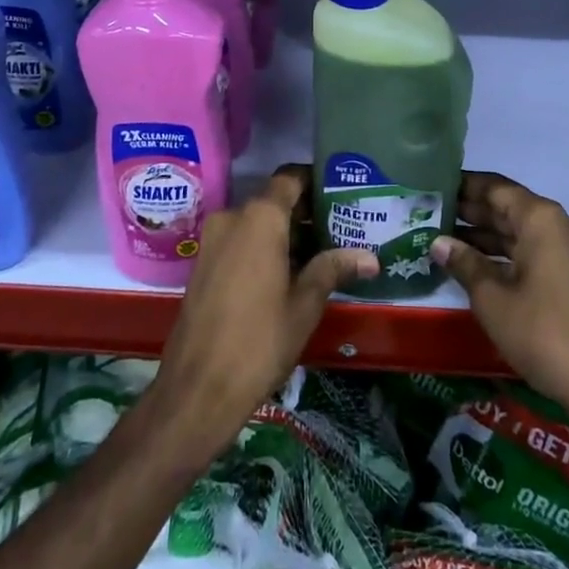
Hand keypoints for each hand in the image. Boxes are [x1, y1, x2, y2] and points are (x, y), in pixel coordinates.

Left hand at [148, 166, 377, 459]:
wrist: (197, 390)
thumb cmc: (259, 341)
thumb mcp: (305, 304)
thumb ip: (333, 269)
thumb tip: (370, 257)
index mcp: (260, 218)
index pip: (290, 178)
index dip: (314, 181)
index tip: (339, 194)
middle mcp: (232, 217)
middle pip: (273, 201)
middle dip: (304, 214)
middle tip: (339, 231)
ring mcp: (212, 240)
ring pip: (255, 223)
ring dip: (283, 234)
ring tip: (319, 256)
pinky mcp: (202, 264)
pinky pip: (238, 241)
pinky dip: (261, 248)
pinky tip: (286, 275)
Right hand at [431, 172, 568, 428]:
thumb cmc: (544, 334)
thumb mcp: (493, 299)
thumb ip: (464, 264)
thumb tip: (439, 242)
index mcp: (541, 219)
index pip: (495, 187)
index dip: (464, 185)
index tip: (434, 186)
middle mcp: (560, 225)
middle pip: (509, 207)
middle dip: (472, 211)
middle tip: (431, 214)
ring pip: (522, 231)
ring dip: (487, 235)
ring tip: (446, 240)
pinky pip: (535, 251)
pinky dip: (507, 253)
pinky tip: (478, 265)